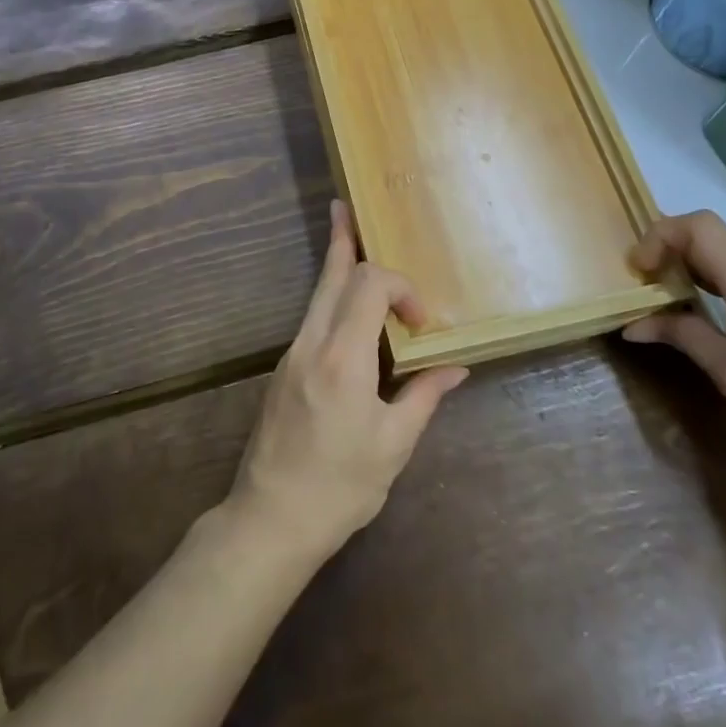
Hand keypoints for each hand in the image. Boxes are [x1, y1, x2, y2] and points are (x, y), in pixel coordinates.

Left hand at [227, 201, 469, 565]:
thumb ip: (424, 396)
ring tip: (344, 234)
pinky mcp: (284, 369)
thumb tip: (455, 367)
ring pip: (317, 294)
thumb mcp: (393, 446)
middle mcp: (312, 343)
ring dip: (337, 265)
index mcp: (343, 357)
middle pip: (331, 276)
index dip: (401, 287)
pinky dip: (332, 298)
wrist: (270, 518)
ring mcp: (292, 354)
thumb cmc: (340, 487)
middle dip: (344, 241)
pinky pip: (312, 318)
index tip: (421, 323)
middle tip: (345, 208)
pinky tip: (346, 306)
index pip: (370, 285)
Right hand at [623, 210, 725, 481]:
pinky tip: (723, 321)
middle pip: (713, 238)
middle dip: (672, 254)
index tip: (641, 272)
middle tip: (650, 290)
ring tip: (679, 307)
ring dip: (697, 270)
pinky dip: (724, 283)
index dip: (660, 236)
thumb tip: (634, 324)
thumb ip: (685, 338)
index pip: (698, 227)